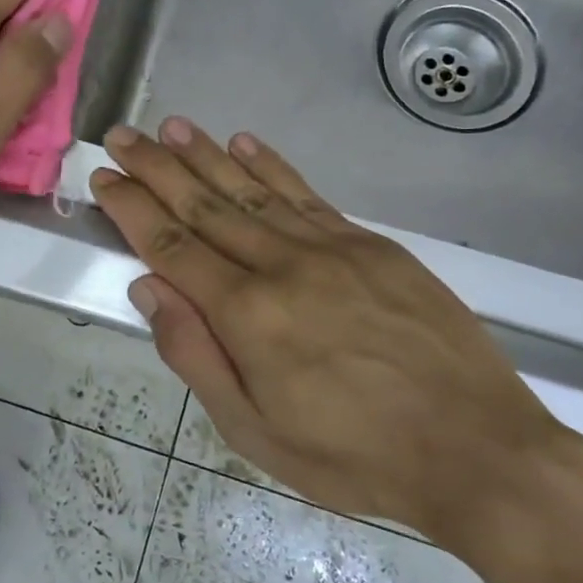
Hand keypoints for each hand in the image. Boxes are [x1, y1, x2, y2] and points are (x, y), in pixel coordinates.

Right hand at [90, 118, 569, 548]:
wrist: (477, 448)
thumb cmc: (354, 456)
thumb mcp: (254, 433)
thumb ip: (196, 356)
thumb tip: (149, 288)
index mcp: (247, 315)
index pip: (172, 246)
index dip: (133, 209)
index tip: (105, 177)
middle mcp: (283, 266)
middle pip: (205, 205)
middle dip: (157, 168)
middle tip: (122, 135)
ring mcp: (331, 248)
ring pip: (252, 190)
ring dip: (206, 155)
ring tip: (171, 126)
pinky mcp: (371, 245)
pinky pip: (307, 195)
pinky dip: (271, 166)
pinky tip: (244, 143)